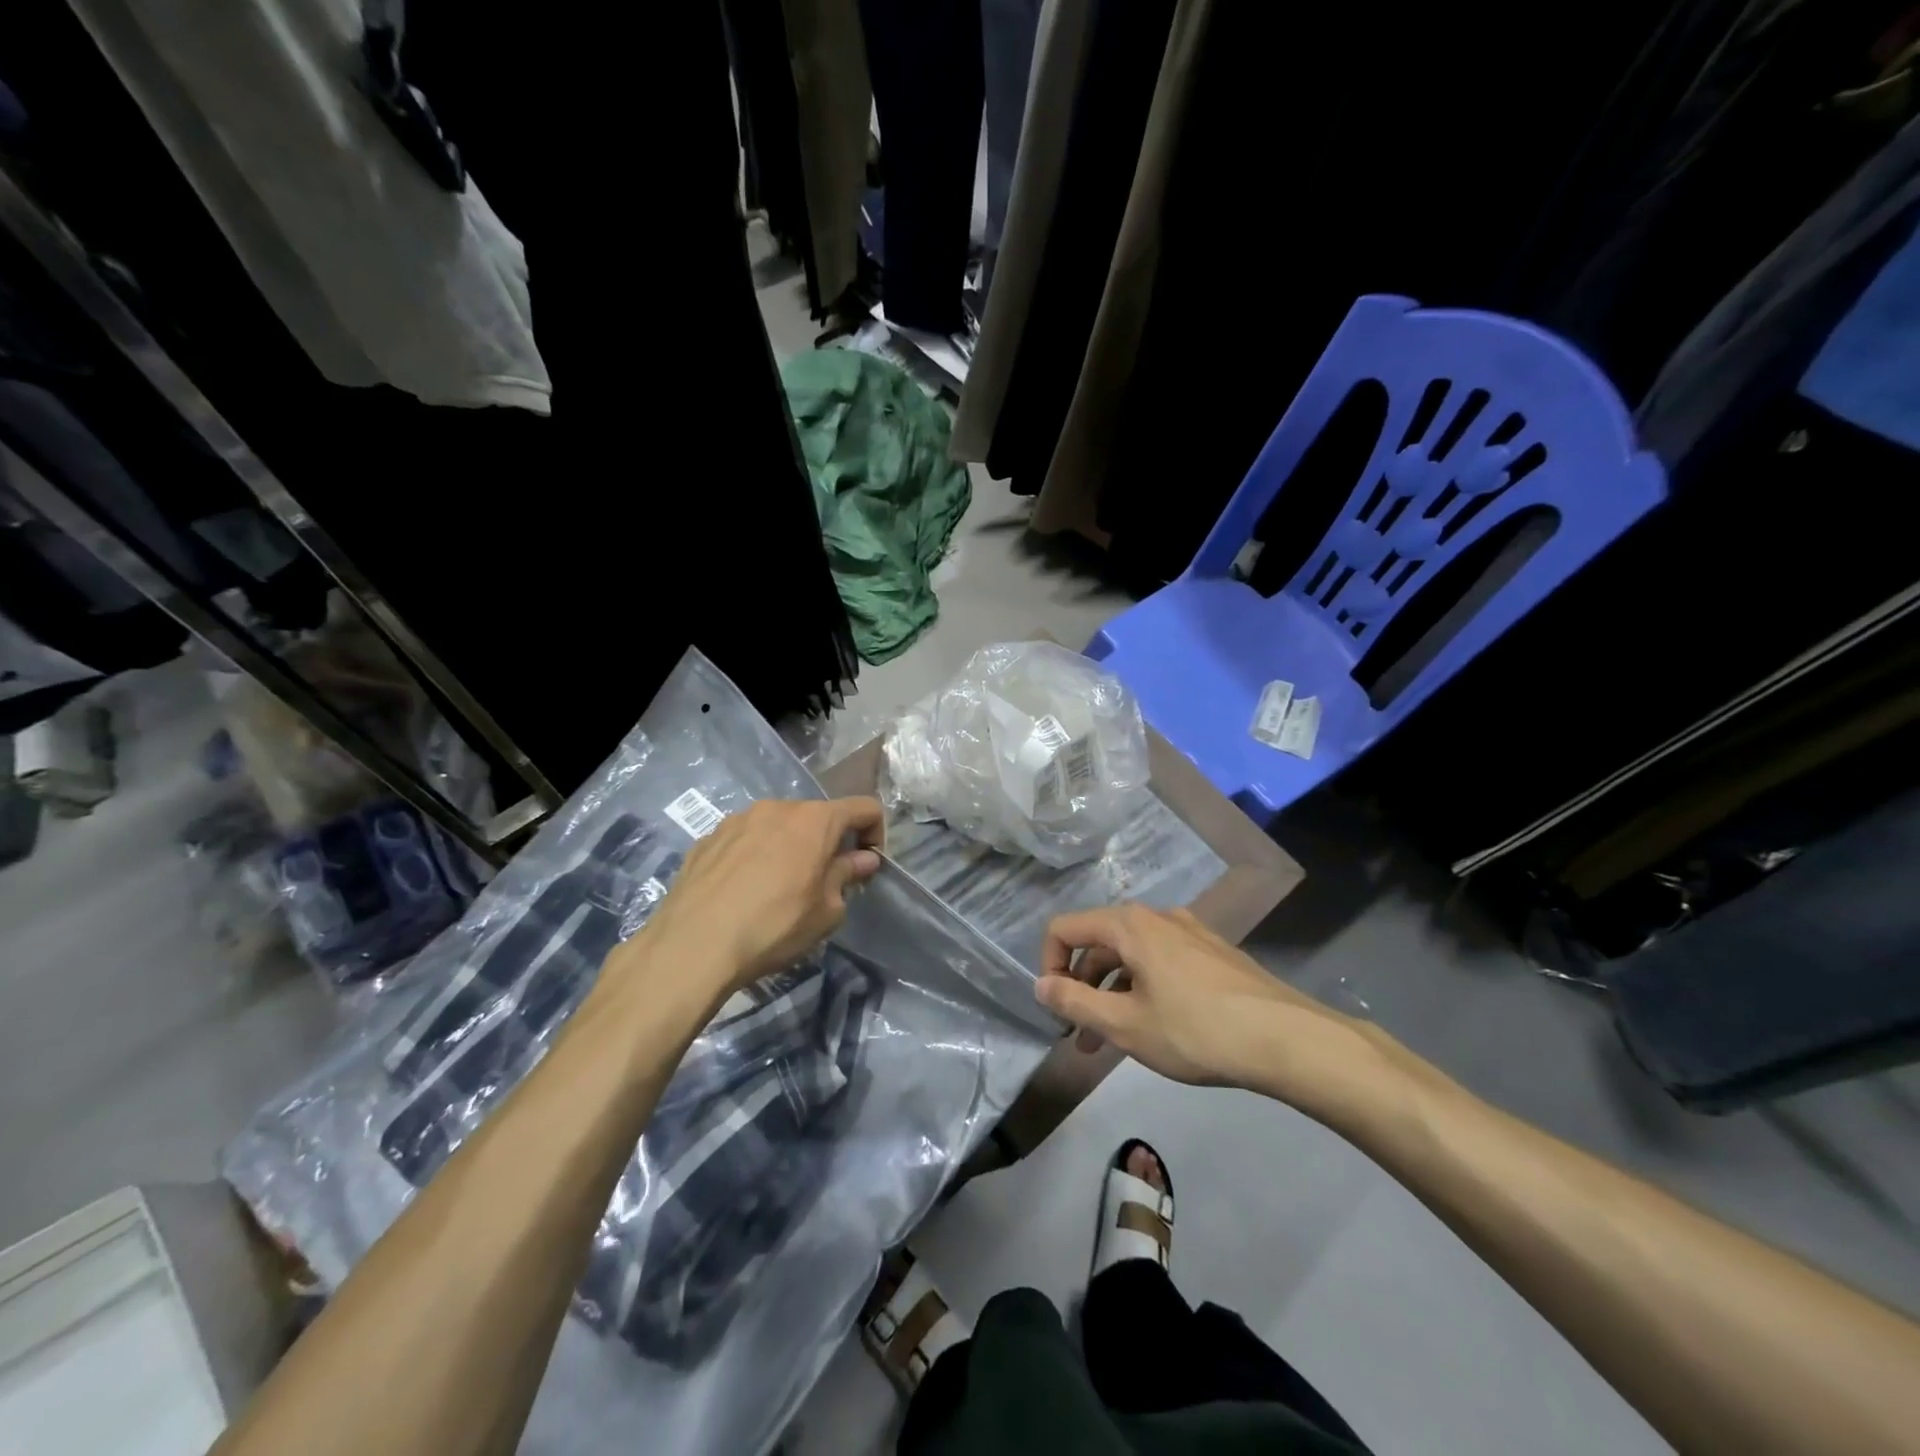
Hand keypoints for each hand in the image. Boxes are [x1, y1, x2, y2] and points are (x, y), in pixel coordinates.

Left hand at [637, 797, 884, 995]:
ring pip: (778, 826)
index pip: (863, 808)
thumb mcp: (826, 911)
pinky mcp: (708, 838)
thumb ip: (847, 876)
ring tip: (779, 888)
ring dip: (790, 848)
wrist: (692, 946)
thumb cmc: (774, 926)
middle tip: (824, 883)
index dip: (875, 833)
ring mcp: (738, 819)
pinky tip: (744, 892)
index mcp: (815, 820)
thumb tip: (862, 860)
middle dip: (829, 843)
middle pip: (818, 816)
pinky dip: (756, 856)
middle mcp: (777, 807)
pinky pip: (745, 839)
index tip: (867, 866)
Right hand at [1036, 904, 1387, 1107]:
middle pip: (1099, 942)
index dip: (1048, 965)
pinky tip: (1158, 1028)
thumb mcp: (1125, 1025)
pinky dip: (1144, 988)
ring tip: (1115, 1043)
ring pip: (1132, 956)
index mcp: (1129, 925)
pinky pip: (1162, 962)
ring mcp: (1190, 932)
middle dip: (1081, 987)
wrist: (1287, 1038)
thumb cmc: (1195, 1031)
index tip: (1056, 1010)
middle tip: (1082, 1037)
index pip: (1064, 928)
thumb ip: (1074, 1003)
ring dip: (1113, 993)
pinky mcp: (1213, 952)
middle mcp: (1157, 917)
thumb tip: (1040, 985)